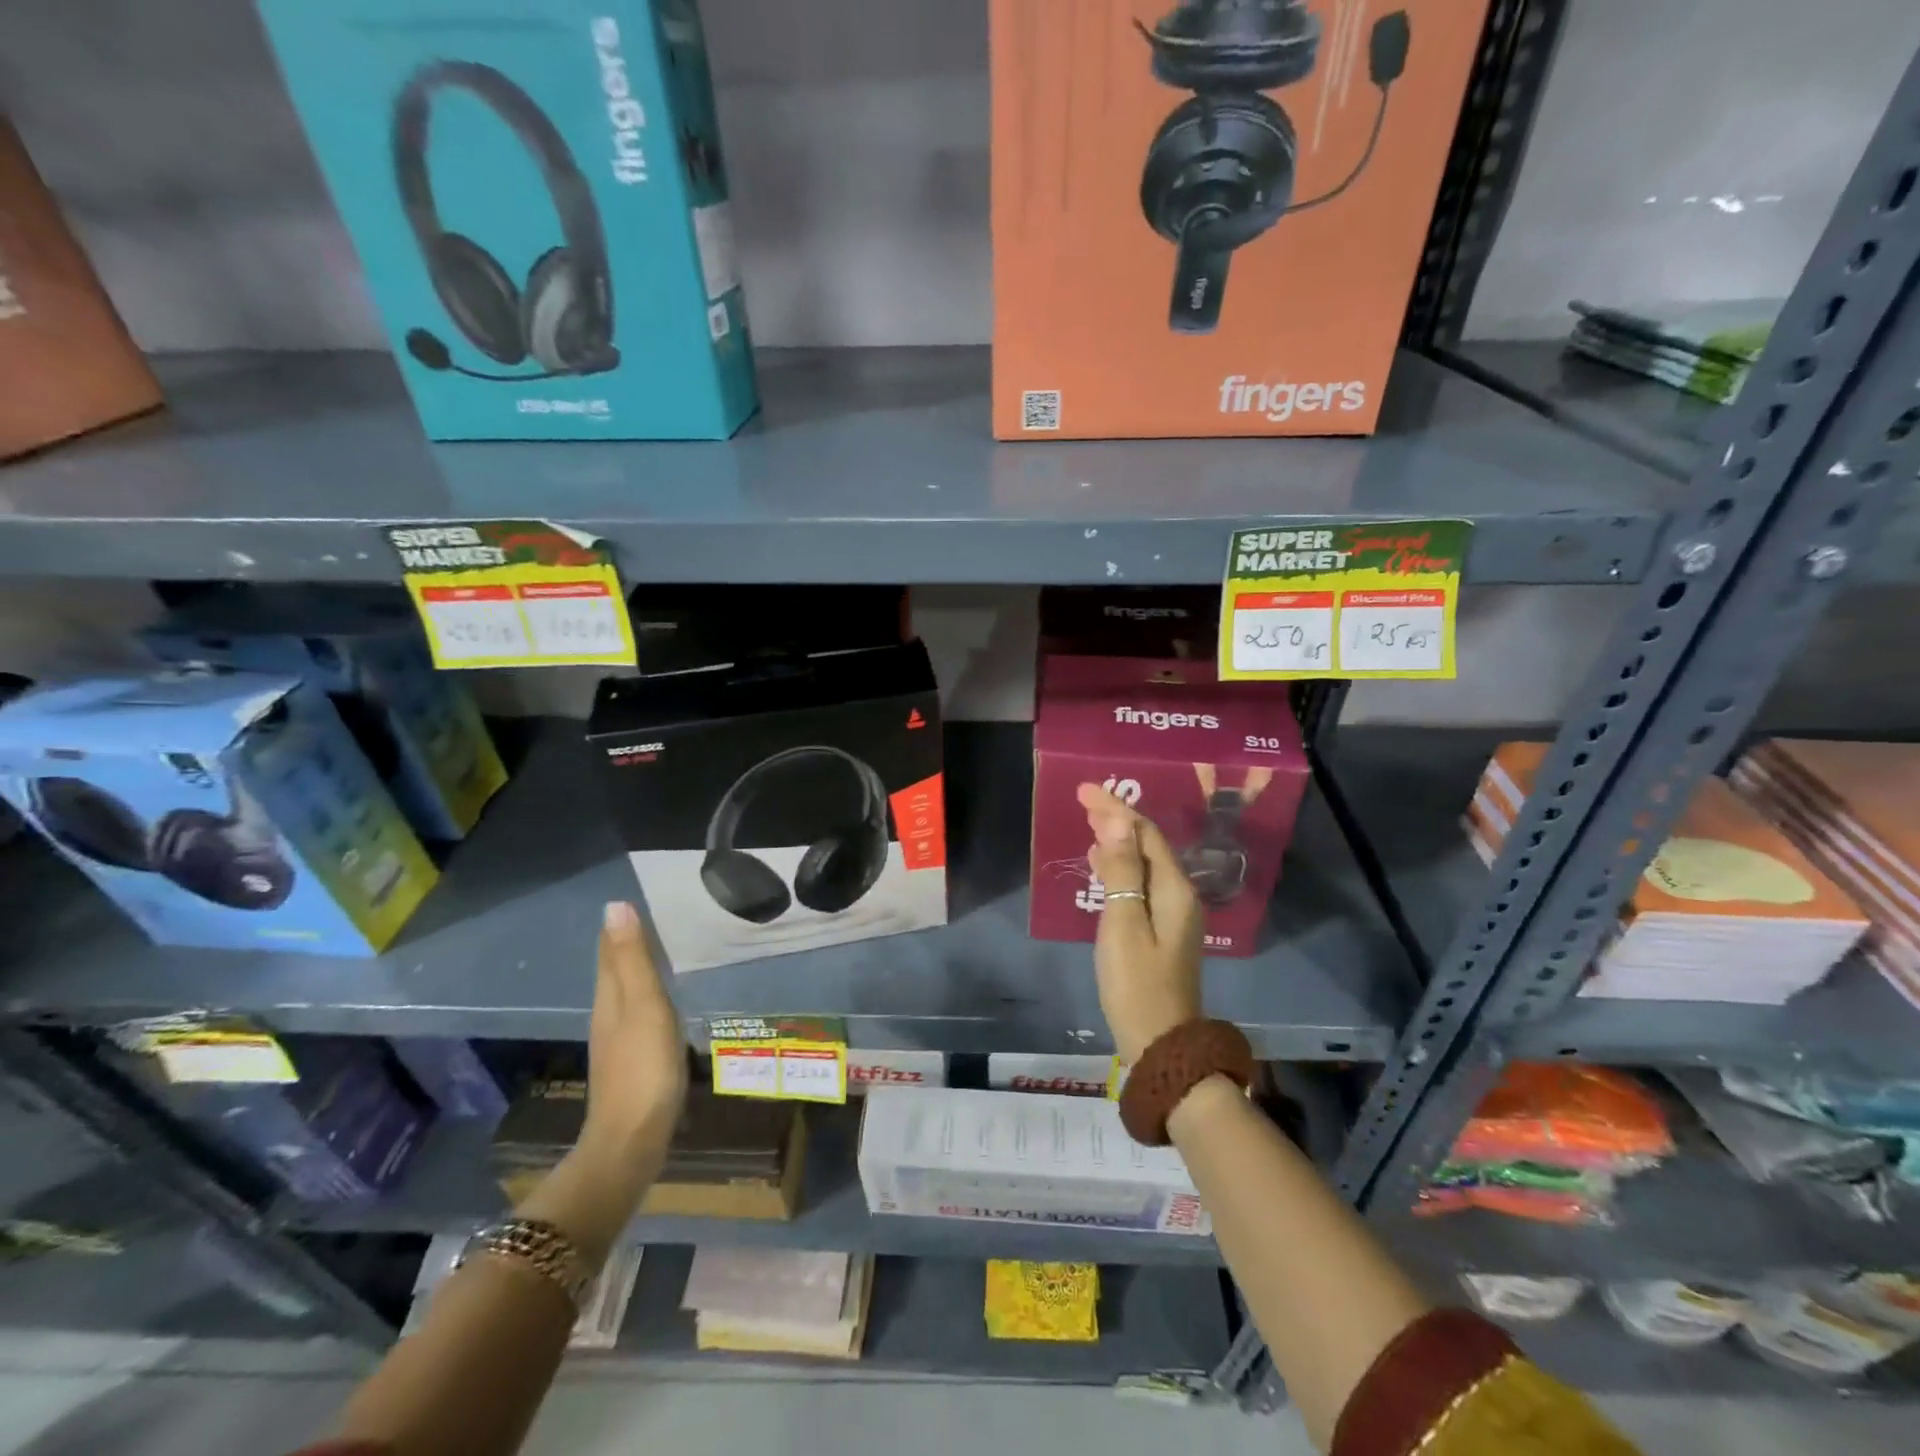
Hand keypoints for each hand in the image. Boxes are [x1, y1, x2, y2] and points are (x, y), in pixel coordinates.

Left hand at [580, 901, 686, 1166]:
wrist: (632, 1141)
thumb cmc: (643, 1067)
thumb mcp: (644, 1005)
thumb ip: (632, 959)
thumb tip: (614, 906)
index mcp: (609, 998)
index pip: (609, 951)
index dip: (618, 926)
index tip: (635, 900)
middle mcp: (607, 1015)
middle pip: (614, 971)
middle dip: (627, 945)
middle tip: (654, 919)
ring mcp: (617, 1042)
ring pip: (624, 994)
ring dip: (637, 972)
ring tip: (662, 953)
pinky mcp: (631, 1063)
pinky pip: (638, 1016)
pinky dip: (648, 999)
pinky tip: (663, 1004)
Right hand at [1077, 784, 1203, 1062]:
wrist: (1161, 1043)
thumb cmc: (1137, 984)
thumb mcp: (1124, 924)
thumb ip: (1123, 871)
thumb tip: (1120, 821)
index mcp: (1174, 889)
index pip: (1144, 834)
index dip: (1116, 808)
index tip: (1084, 790)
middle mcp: (1179, 895)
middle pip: (1147, 845)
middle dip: (1117, 819)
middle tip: (1084, 800)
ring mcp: (1173, 914)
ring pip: (1144, 864)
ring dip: (1118, 841)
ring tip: (1090, 824)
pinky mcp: (1162, 931)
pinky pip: (1141, 884)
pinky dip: (1120, 868)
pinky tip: (1103, 866)